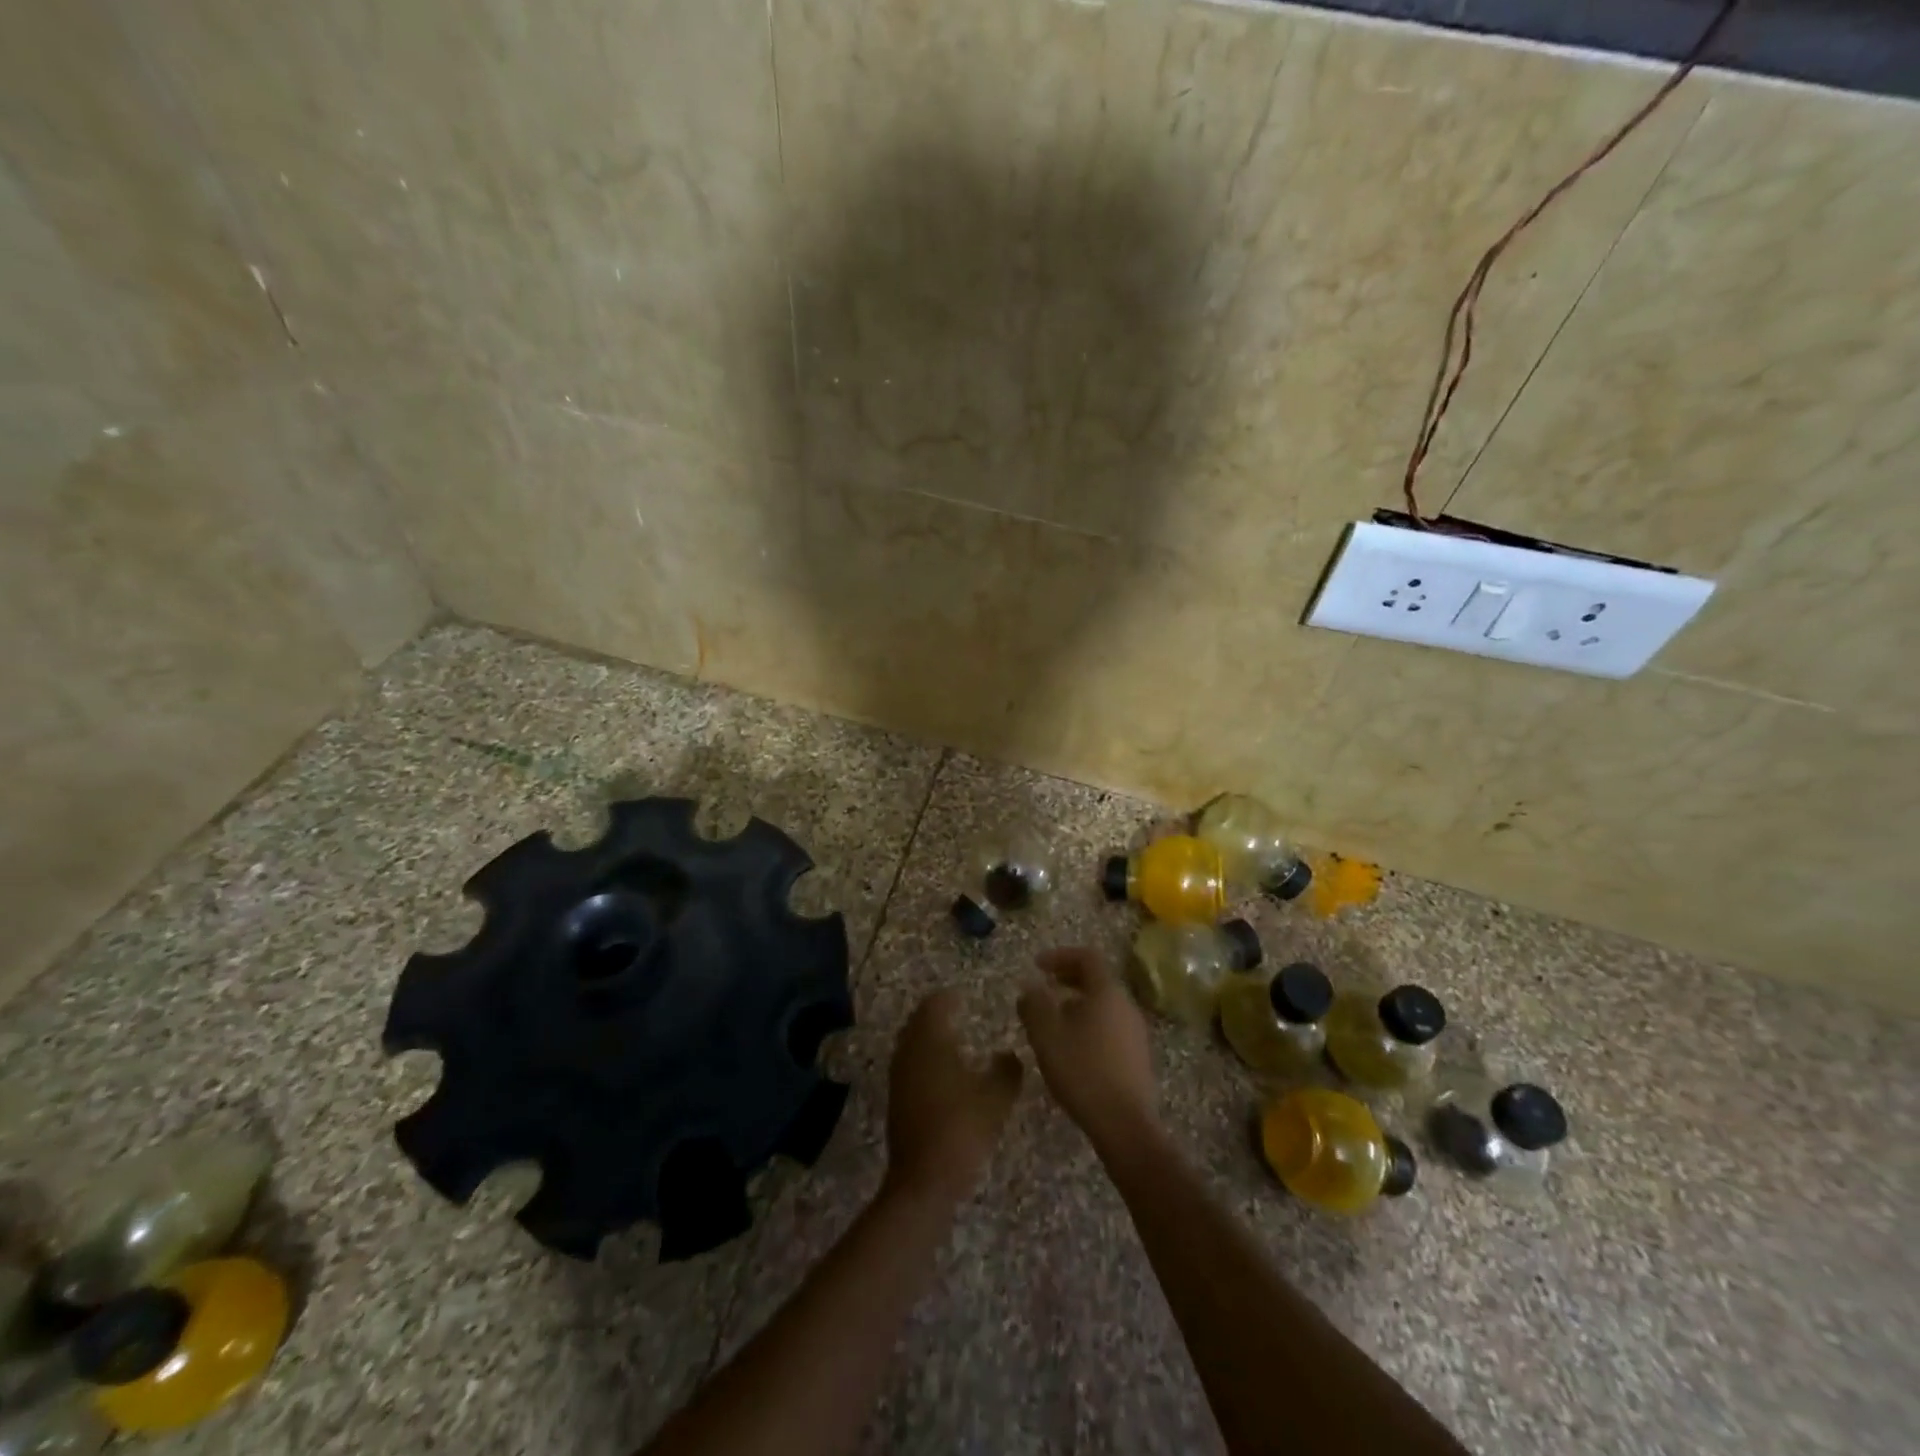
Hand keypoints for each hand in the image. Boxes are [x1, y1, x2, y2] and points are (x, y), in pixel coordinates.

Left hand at [885, 989, 1022, 1203]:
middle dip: (935, 1014)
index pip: (934, 1005)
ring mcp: (899, 1078)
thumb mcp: (996, 1098)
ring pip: (911, 1043)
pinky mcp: (897, 1101)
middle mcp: (909, 1052)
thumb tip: (1008, 1055)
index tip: (963, 995)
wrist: (924, 1180)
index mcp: (930, 1042)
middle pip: (918, 1021)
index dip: (948, 998)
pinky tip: (942, 1073)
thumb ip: (1006, 1070)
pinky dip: (924, 1058)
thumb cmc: (962, 1129)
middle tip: (956, 1012)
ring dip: (928, 1036)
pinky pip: (909, 1065)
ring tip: (952, 1039)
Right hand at [1017, 947, 1157, 1152]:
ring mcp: (1136, 1032)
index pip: (1087, 957)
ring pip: (1104, 1004)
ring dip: (1077, 1003)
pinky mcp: (1137, 1057)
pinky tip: (1071, 1048)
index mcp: (1107, 992)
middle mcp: (1126, 1005)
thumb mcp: (1046, 1034)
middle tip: (1043, 988)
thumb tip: (1030, 987)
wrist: (1124, 1124)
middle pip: (1097, 979)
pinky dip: (1088, 1024)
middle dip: (1068, 979)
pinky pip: (1110, 1026)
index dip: (1060, 956)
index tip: (1036, 966)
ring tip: (1052, 1021)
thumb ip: (1034, 1004)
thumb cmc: (1082, 1070)